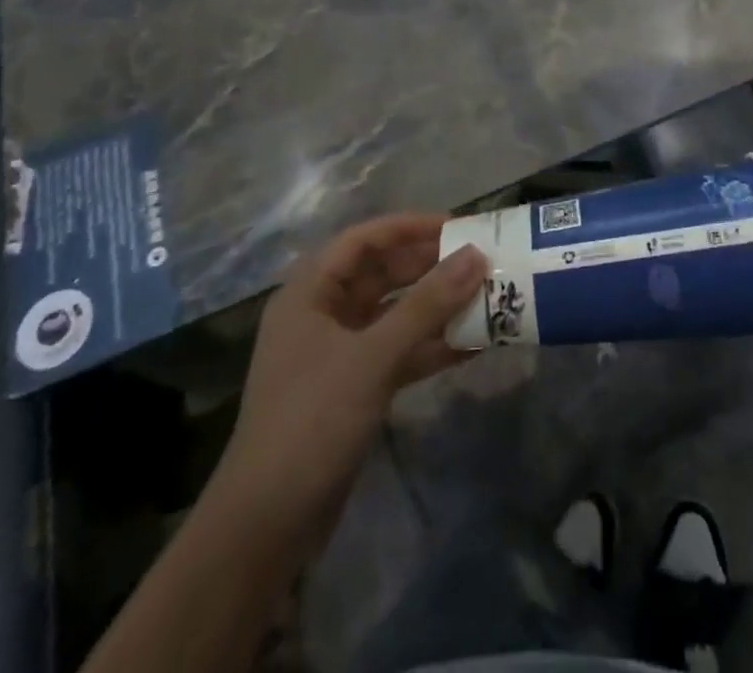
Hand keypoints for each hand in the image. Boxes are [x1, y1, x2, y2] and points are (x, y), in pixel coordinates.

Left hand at [205, 214, 486, 559]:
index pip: (364, 239)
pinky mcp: (353, 388)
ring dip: (436, 307)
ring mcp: (338, 353)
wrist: (266, 527)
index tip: (458, 225)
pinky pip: (399, 351)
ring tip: (486, 298)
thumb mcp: (373, 357)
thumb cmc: (311, 422)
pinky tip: (473, 346)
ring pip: (394, 313)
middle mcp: (322, 314)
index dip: (410, 227)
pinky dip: (431, 346)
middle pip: (381, 273)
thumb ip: (427, 304)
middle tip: (480, 261)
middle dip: (430, 267)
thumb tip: (477, 256)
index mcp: (310, 292)